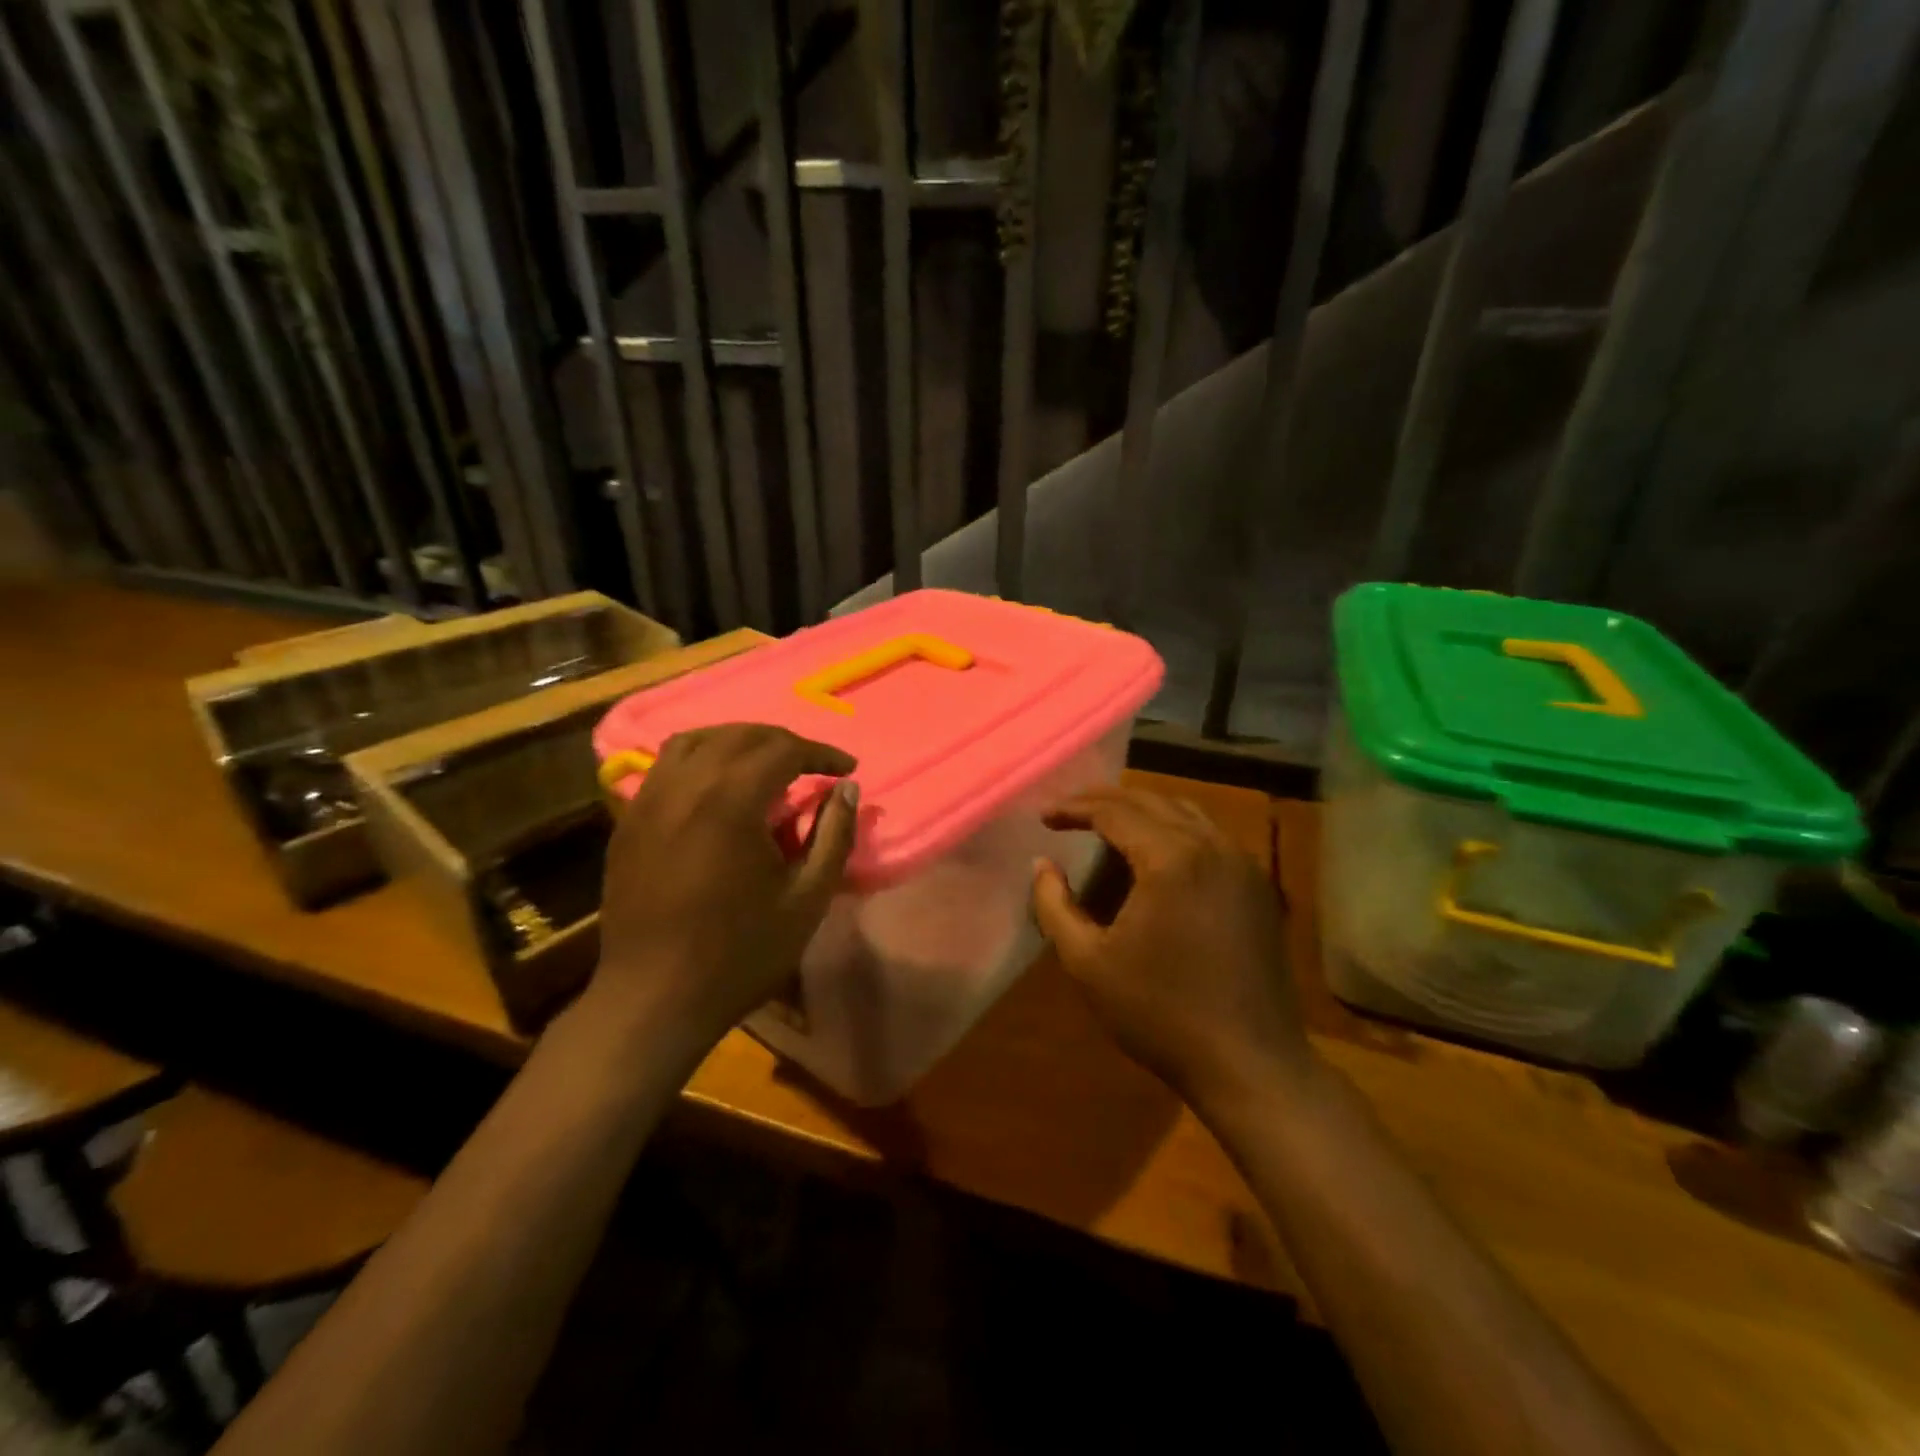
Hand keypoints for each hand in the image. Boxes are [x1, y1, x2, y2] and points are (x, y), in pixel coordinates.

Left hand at [591, 724, 859, 1043]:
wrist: (654, 998)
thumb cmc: (740, 953)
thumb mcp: (807, 899)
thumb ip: (833, 836)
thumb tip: (847, 789)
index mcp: (731, 801)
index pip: (783, 749)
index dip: (821, 753)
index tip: (847, 767)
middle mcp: (685, 786)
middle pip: (739, 735)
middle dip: (783, 741)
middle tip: (812, 764)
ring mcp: (649, 800)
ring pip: (695, 741)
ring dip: (737, 741)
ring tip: (764, 763)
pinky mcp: (629, 821)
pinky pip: (665, 766)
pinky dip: (700, 759)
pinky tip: (716, 786)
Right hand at [1031, 786, 1313, 1115]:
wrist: (1251, 1063)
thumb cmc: (1160, 1013)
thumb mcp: (1088, 963)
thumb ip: (1054, 906)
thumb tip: (1042, 865)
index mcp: (1171, 858)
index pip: (1115, 812)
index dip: (1075, 808)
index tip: (1045, 816)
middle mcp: (1212, 846)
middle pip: (1152, 801)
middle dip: (1106, 800)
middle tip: (1070, 810)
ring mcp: (1243, 864)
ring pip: (1186, 813)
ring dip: (1143, 810)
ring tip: (1108, 823)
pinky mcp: (1259, 887)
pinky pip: (1210, 836)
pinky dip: (1175, 829)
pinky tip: (1156, 853)